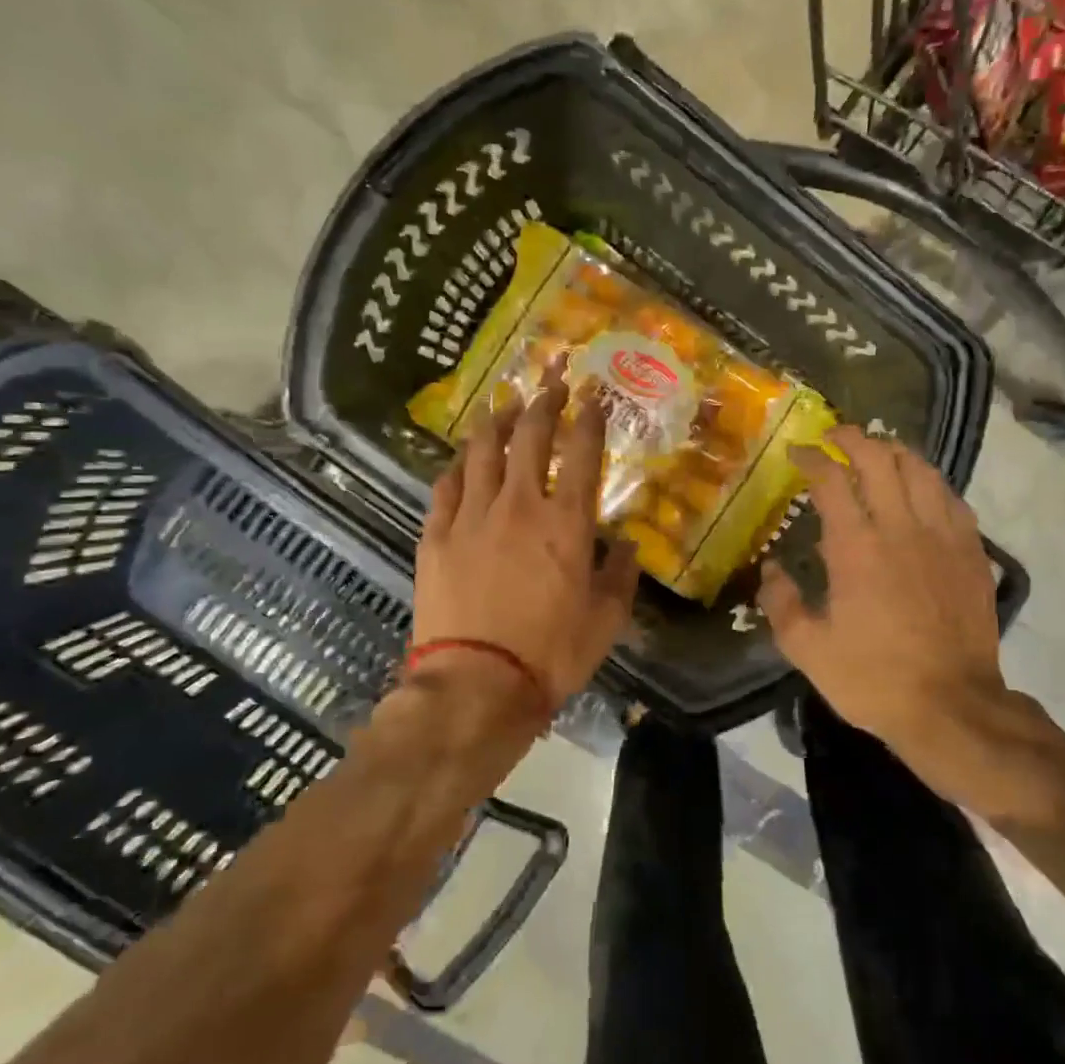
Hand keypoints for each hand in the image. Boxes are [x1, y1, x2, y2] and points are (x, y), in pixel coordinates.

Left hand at [413, 365, 639, 712]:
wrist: (476, 686)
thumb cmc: (551, 655)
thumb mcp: (606, 620)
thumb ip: (621, 575)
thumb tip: (629, 545)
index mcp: (567, 523)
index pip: (582, 453)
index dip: (591, 417)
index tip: (595, 392)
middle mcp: (519, 505)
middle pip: (530, 436)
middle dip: (544, 400)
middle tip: (551, 378)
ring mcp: (472, 517)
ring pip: (483, 451)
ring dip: (497, 420)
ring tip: (505, 402)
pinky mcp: (436, 536)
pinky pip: (446, 486)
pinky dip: (458, 465)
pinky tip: (464, 456)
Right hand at [759, 427, 1064, 820]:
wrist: (951, 706)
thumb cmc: (872, 678)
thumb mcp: (807, 649)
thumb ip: (781, 602)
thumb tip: (772, 569)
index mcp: (856, 546)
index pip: (831, 479)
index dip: (812, 457)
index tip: (798, 452)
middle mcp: (901, 527)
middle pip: (879, 458)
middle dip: (853, 438)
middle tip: (835, 437)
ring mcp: (942, 536)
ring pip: (921, 470)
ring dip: (895, 452)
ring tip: (878, 452)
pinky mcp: (972, 552)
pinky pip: (953, 498)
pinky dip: (931, 482)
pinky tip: (922, 489)